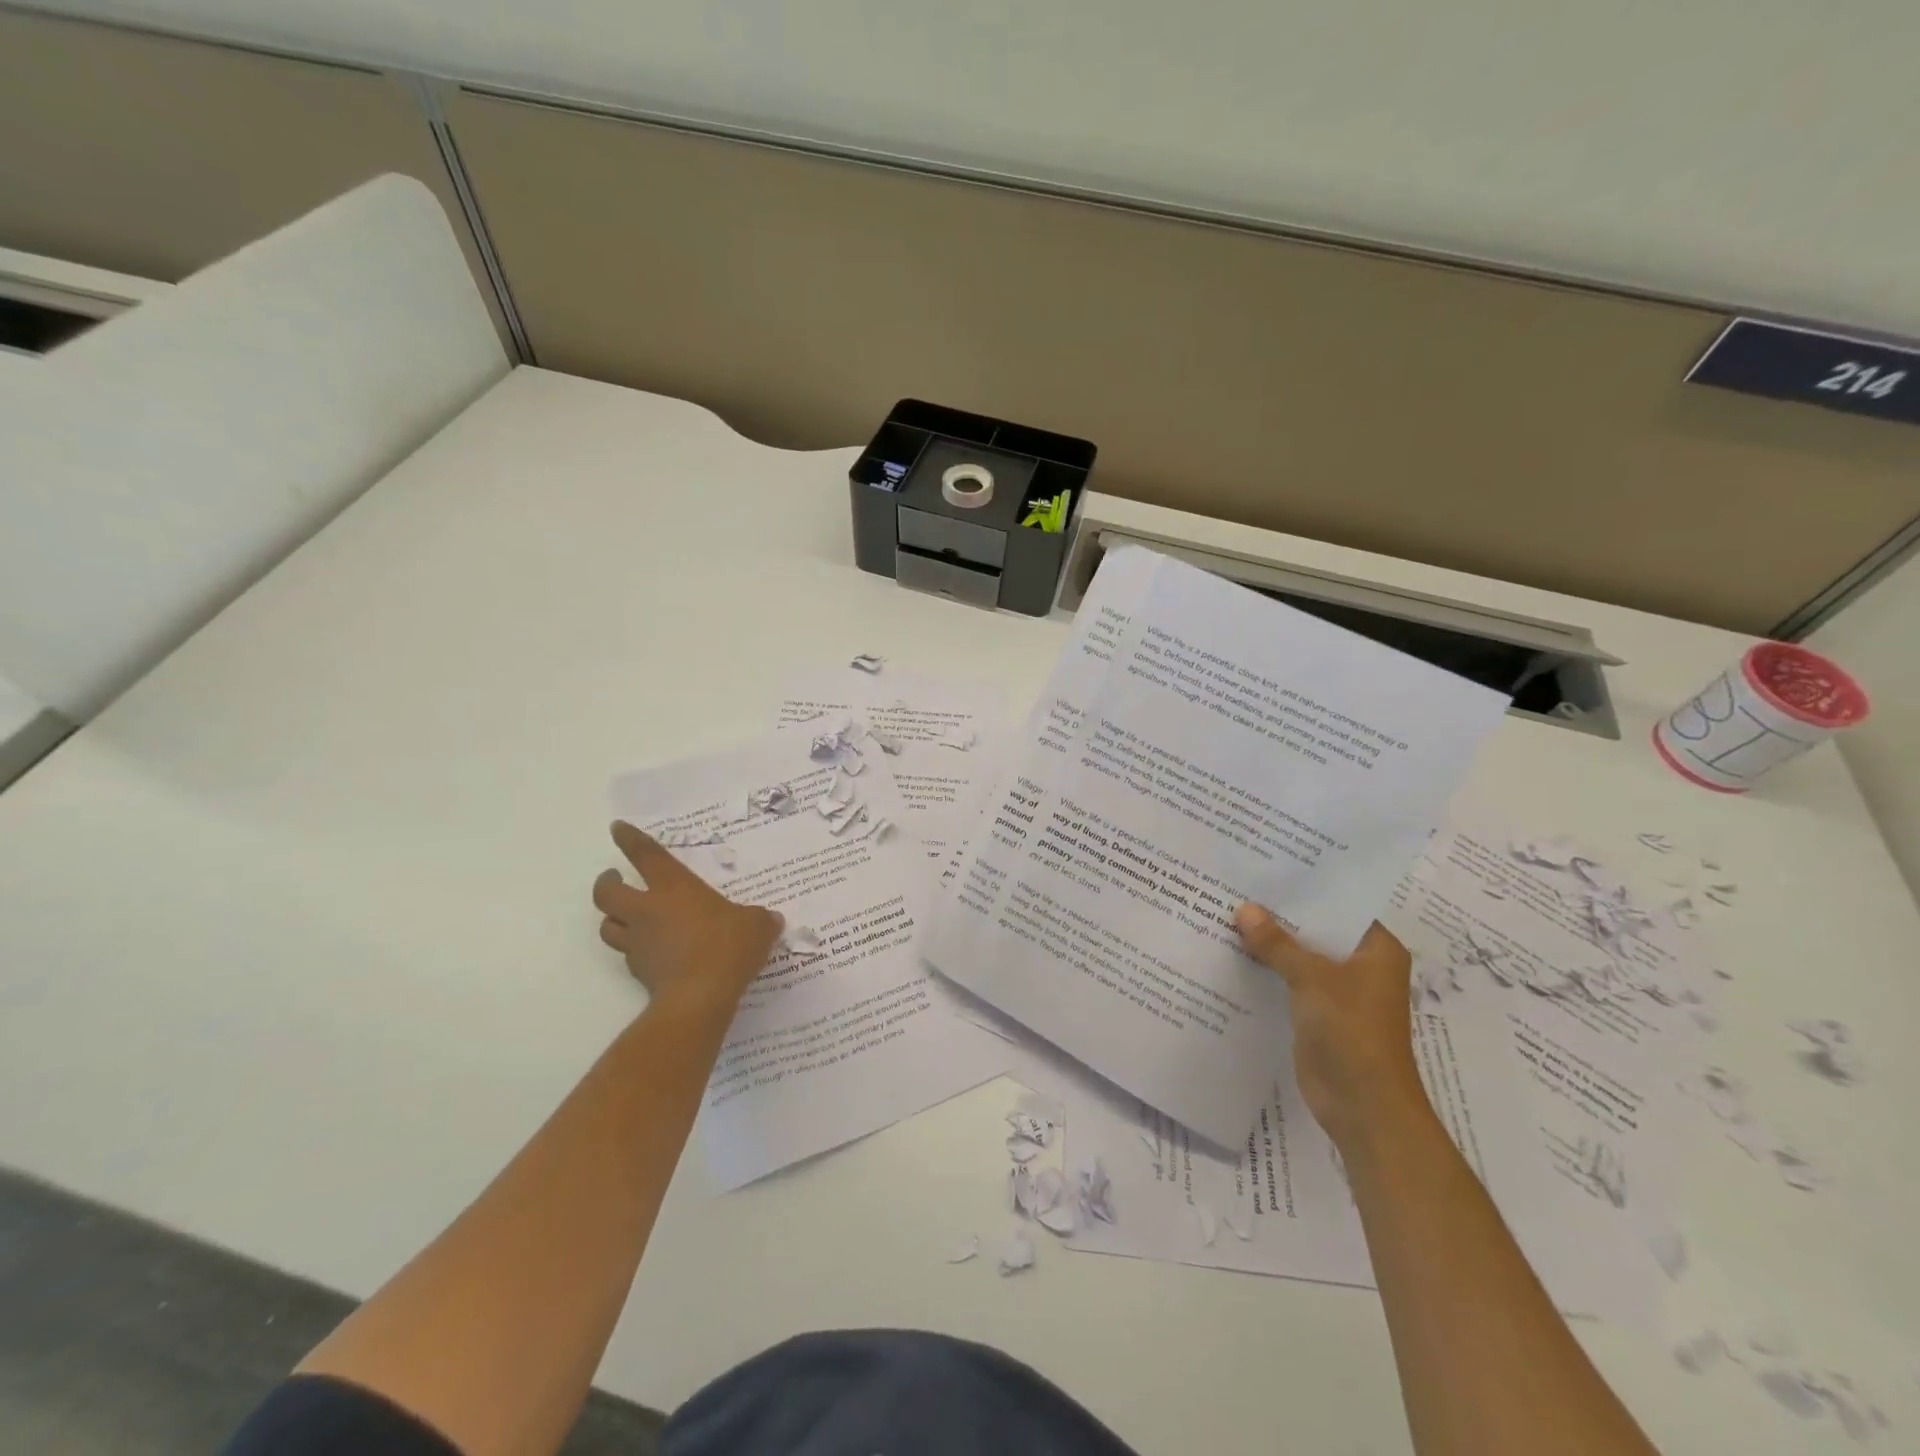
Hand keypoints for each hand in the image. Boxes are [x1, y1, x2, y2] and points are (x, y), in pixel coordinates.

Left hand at [592, 822, 783, 1009]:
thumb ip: (760, 919)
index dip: (629, 839)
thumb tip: (772, 919)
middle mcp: (648, 910)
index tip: (617, 828)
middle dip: (606, 883)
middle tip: (614, 879)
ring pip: (608, 926)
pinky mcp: (638, 971)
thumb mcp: (756, 926)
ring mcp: (639, 942)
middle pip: (606, 893)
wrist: (699, 996)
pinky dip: (635, 950)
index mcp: (675, 887)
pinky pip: (628, 955)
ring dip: (613, 919)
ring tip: (625, 917)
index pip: (646, 855)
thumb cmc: (727, 946)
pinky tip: (652, 953)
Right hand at [1235, 905, 1427, 1148]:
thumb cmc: (1352, 1032)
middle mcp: (1360, 965)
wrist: (1363, 1106)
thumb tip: (1244, 909)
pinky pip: (1288, 981)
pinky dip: (1266, 970)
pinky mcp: (1317, 1013)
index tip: (1269, 867)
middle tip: (1238, 885)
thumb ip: (1277, 943)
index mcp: (1376, 949)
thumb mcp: (1312, 979)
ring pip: (1299, 956)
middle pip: (1315, 929)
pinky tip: (1232, 953)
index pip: (1340, 905)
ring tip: (1227, 912)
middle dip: (1280, 914)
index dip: (1306, 887)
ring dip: (1270, 943)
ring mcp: (1339, 991)